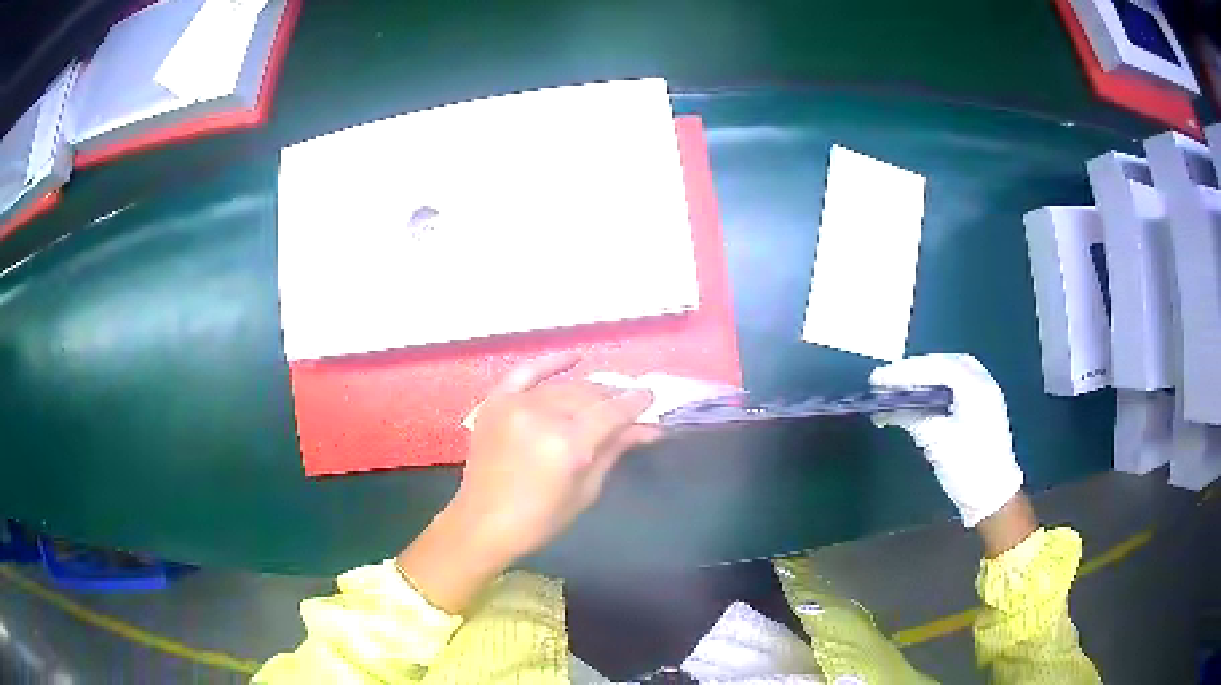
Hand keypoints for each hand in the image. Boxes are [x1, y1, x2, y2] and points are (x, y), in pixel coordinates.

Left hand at [453, 353, 660, 557]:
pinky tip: (575, 357)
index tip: (652, 396)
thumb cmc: (540, 519)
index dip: (636, 402)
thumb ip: (614, 450)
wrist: (482, 523)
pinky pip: (525, 372)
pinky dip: (550, 362)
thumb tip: (647, 427)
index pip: (612, 412)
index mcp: (567, 444)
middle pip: (589, 395)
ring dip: (588, 390)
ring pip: (564, 387)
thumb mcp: (586, 490)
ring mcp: (515, 405)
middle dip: (613, 398)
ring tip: (605, 396)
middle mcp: (542, 416)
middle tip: (629, 405)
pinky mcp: (495, 403)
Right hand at [869, 354, 1023, 527]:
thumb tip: (886, 408)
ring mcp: (983, 395)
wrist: (993, 497)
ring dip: (923, 377)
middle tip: (887, 380)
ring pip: (950, 373)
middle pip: (944, 364)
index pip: (936, 367)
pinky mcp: (980, 408)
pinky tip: (917, 398)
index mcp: (975, 388)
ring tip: (898, 388)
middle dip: (914, 370)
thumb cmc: (968, 468)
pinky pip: (955, 386)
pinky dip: (934, 387)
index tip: (878, 379)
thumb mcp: (937, 443)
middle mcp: (982, 383)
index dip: (905, 370)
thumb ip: (913, 417)